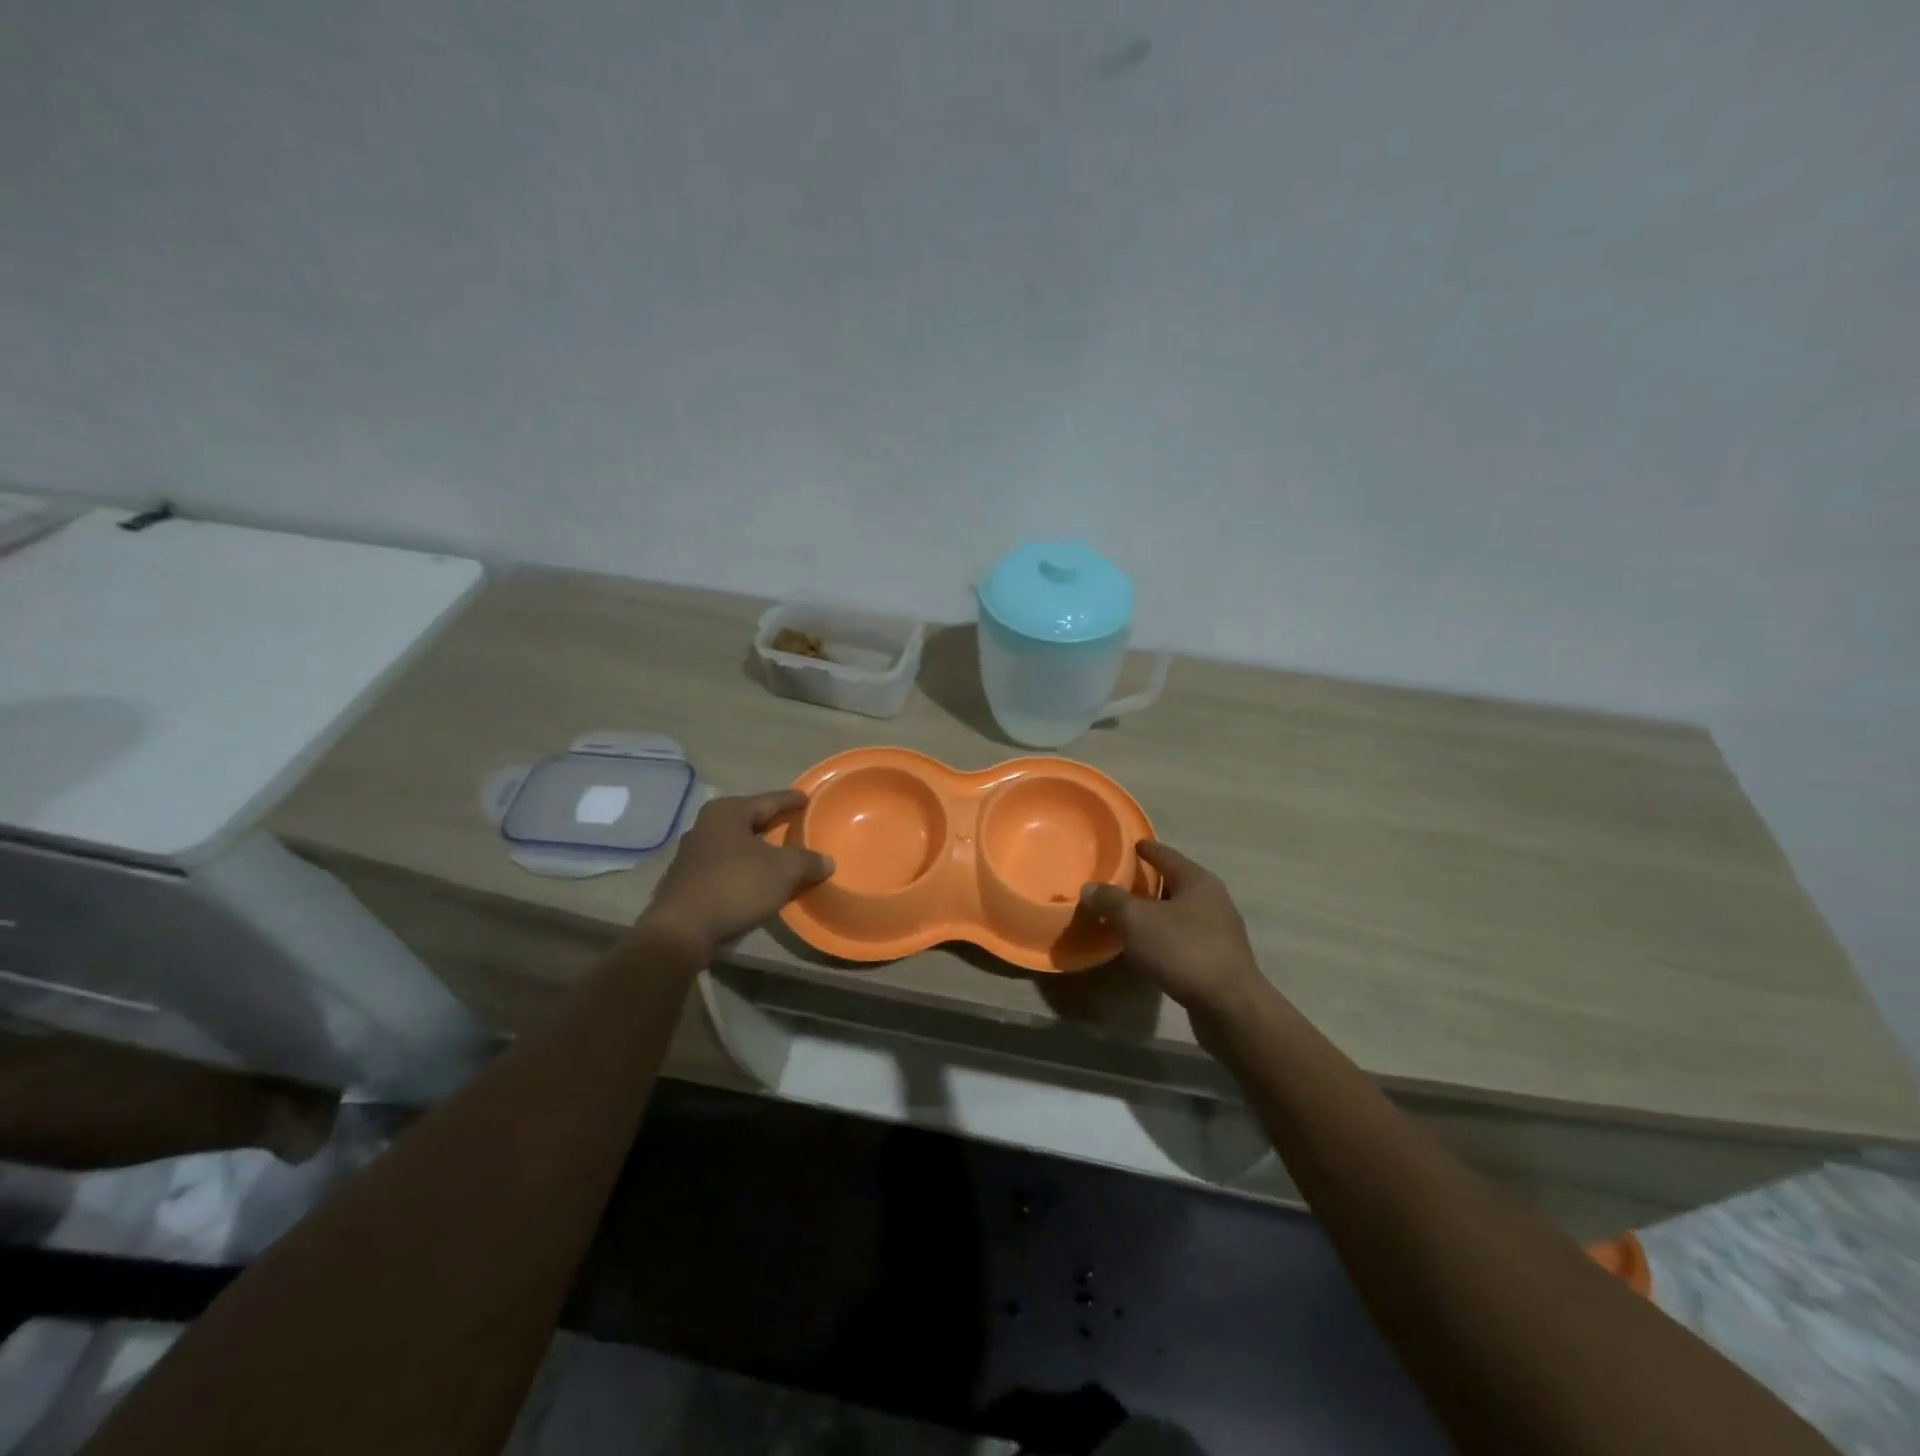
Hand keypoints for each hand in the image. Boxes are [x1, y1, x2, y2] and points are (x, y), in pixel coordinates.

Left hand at [642, 790, 833, 957]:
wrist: (682, 930)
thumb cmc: (736, 885)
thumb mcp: (783, 871)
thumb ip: (808, 861)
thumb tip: (827, 861)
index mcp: (727, 812)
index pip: (769, 800)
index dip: (791, 800)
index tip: (808, 799)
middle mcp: (705, 826)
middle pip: (750, 821)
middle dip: (773, 825)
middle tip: (797, 826)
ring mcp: (692, 855)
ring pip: (736, 846)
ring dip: (758, 851)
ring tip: (781, 856)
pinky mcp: (687, 882)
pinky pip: (726, 868)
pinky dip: (744, 870)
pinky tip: (758, 881)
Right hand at [1079, 841, 1263, 1014]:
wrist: (1229, 1006)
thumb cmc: (1183, 950)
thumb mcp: (1136, 921)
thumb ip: (1110, 901)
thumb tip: (1089, 887)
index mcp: (1198, 880)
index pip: (1166, 855)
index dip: (1146, 849)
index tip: (1128, 846)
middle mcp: (1214, 900)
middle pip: (1175, 883)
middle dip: (1149, 884)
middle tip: (1120, 884)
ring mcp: (1220, 931)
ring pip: (1180, 913)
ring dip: (1156, 914)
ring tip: (1128, 919)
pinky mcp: (1219, 959)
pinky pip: (1184, 939)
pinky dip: (1164, 938)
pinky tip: (1147, 950)